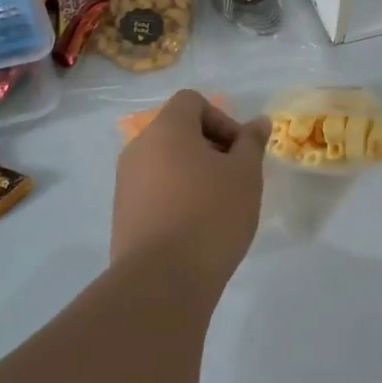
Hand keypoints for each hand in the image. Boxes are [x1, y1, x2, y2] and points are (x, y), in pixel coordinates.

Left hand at [113, 90, 270, 288]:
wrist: (161, 281)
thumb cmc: (210, 214)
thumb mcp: (245, 174)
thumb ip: (251, 143)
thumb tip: (258, 122)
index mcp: (166, 130)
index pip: (191, 101)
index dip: (221, 118)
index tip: (239, 152)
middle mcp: (139, 148)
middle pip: (178, 131)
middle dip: (211, 148)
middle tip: (235, 179)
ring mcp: (126, 183)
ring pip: (166, 163)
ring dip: (194, 174)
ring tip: (218, 207)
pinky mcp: (123, 215)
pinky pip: (155, 191)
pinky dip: (176, 198)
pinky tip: (196, 228)